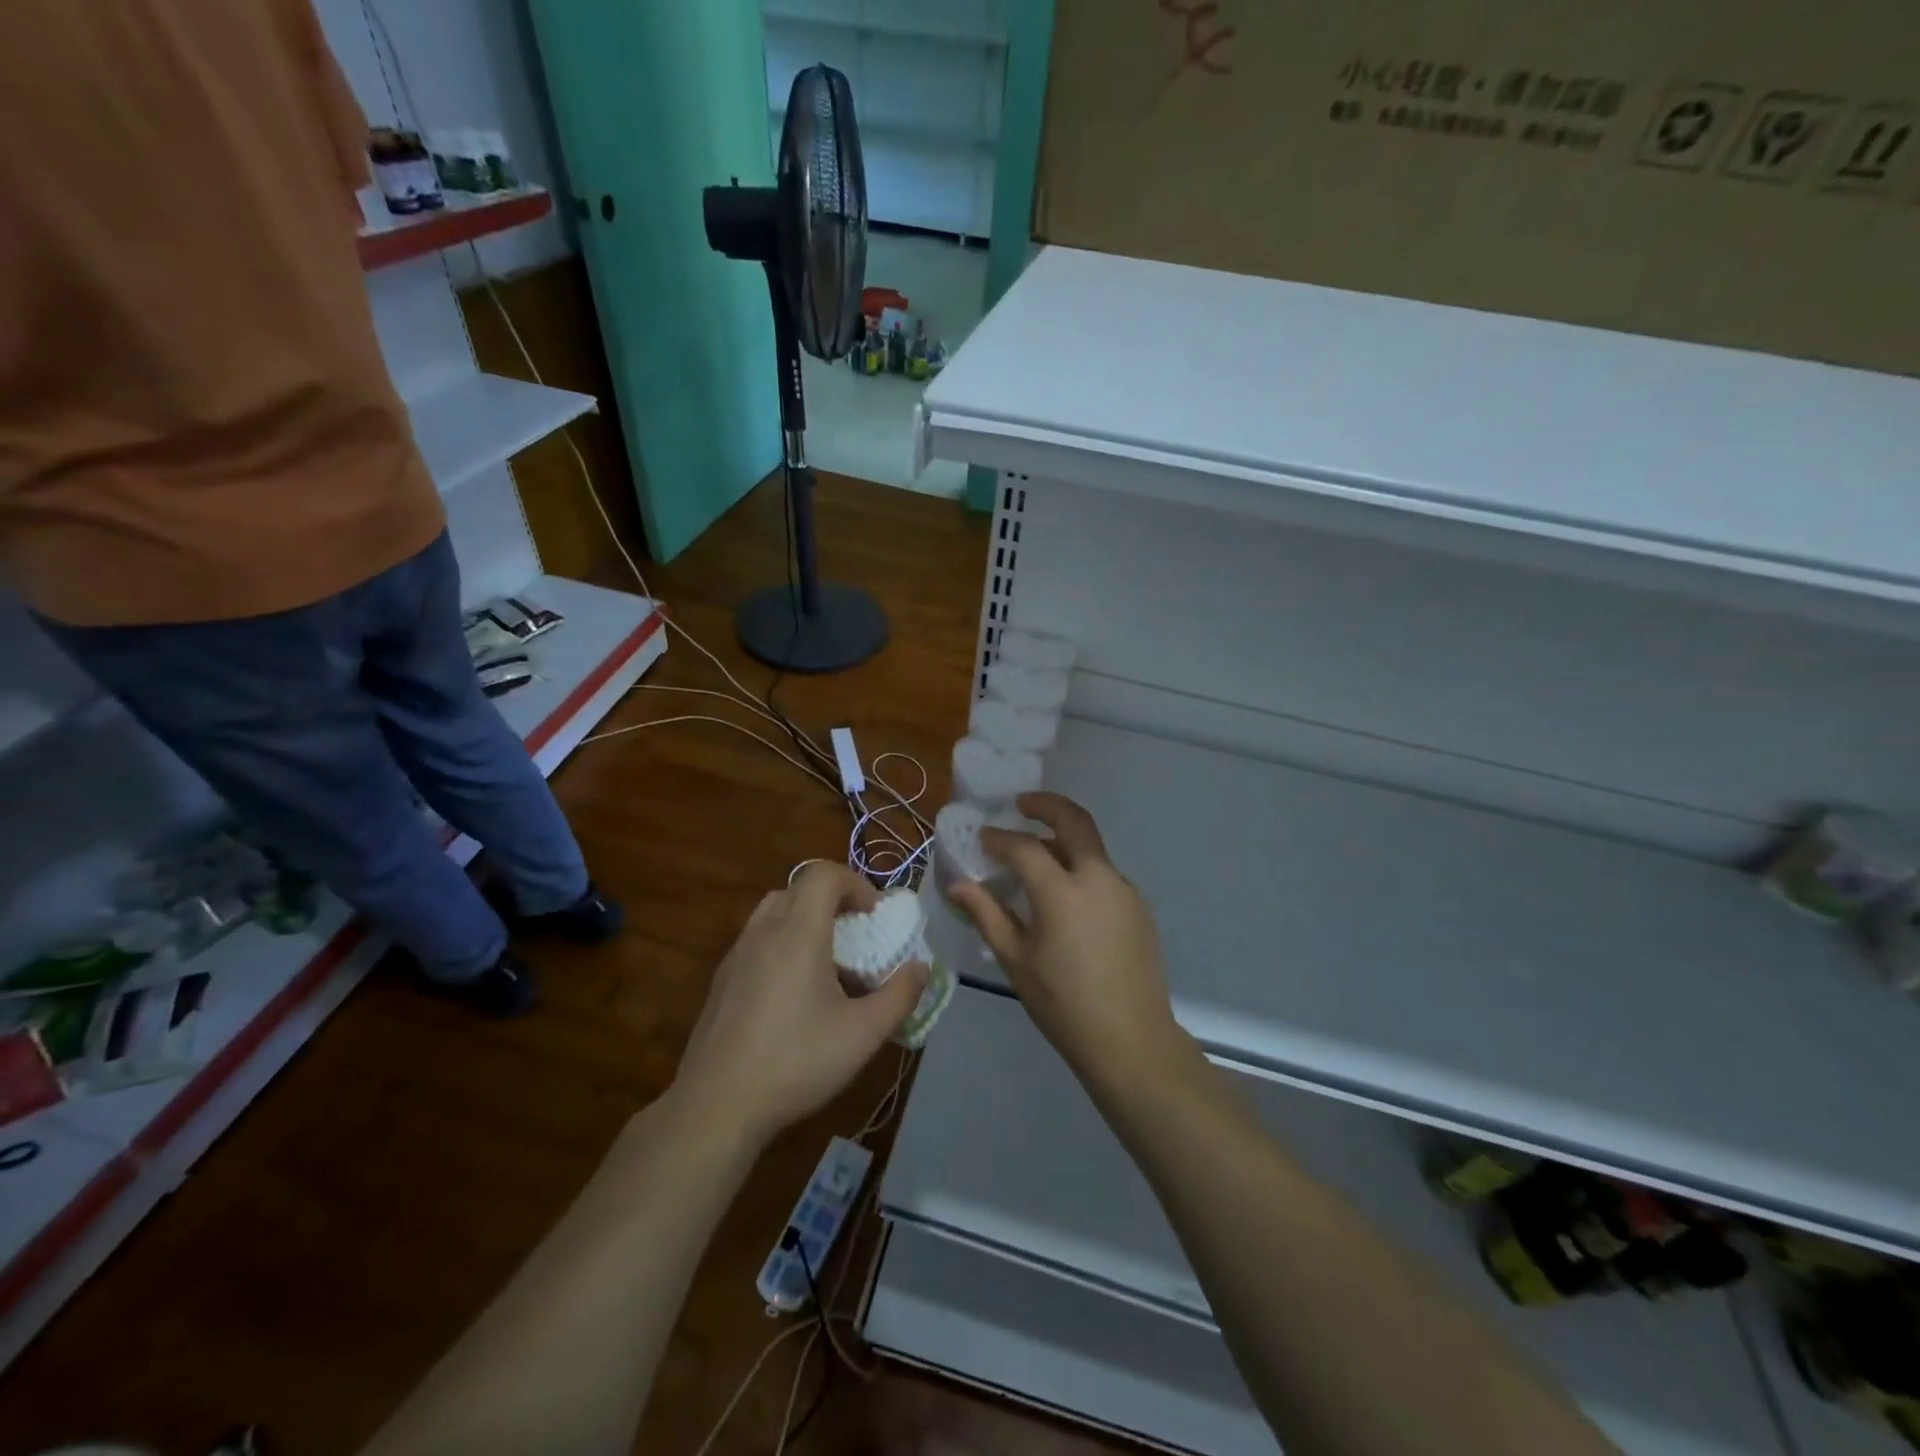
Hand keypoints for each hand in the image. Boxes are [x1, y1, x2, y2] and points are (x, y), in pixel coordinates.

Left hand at [673, 862, 927, 1145]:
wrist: (716, 1106)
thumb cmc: (796, 1063)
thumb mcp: (862, 1034)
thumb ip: (900, 996)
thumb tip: (921, 968)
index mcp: (797, 934)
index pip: (823, 874)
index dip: (855, 882)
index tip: (873, 915)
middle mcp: (763, 932)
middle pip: (799, 887)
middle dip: (833, 898)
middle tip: (855, 932)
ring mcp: (737, 954)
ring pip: (774, 910)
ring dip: (805, 917)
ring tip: (826, 959)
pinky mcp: (722, 979)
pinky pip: (757, 937)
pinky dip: (782, 940)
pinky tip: (793, 990)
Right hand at [947, 793, 1180, 1083]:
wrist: (1130, 1039)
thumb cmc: (1063, 1003)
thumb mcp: (1015, 959)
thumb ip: (986, 914)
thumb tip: (956, 885)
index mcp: (1062, 891)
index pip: (1024, 847)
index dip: (998, 838)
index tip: (981, 838)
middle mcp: (1097, 878)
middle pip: (1074, 820)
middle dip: (1045, 804)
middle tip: (1021, 804)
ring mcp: (1123, 889)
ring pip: (1091, 846)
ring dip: (1063, 838)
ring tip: (1037, 855)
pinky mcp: (1137, 905)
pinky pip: (1103, 872)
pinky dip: (1079, 866)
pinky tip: (1064, 895)